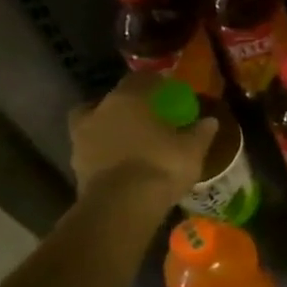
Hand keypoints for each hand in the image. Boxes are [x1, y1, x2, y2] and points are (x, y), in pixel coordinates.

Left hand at [68, 73, 217, 209]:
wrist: (121, 207)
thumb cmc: (161, 165)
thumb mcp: (192, 148)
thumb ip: (200, 132)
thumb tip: (210, 121)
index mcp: (127, 99)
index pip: (140, 79)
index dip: (155, 83)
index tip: (169, 91)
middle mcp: (99, 113)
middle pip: (107, 101)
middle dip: (122, 106)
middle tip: (142, 116)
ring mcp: (81, 141)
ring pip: (94, 126)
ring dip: (109, 131)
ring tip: (131, 143)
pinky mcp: (76, 168)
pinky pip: (93, 152)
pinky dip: (104, 154)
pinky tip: (123, 164)